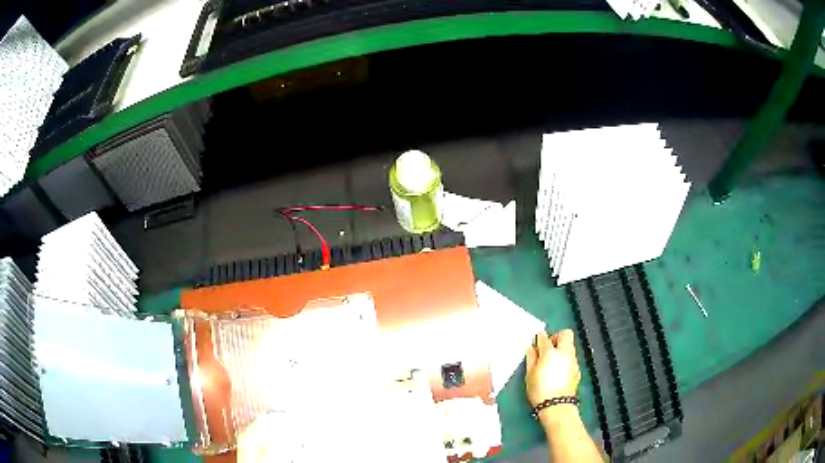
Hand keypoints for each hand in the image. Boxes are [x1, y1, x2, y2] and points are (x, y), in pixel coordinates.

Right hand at [525, 329, 580, 406]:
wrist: (557, 406)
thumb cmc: (540, 390)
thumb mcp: (529, 374)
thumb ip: (531, 358)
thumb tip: (531, 348)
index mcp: (550, 352)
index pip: (544, 337)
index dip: (539, 336)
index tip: (536, 339)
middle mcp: (565, 353)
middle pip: (565, 334)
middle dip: (556, 337)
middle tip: (547, 347)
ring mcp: (573, 361)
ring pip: (570, 346)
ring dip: (562, 349)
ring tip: (552, 361)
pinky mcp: (577, 370)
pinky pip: (572, 359)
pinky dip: (565, 360)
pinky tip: (558, 371)